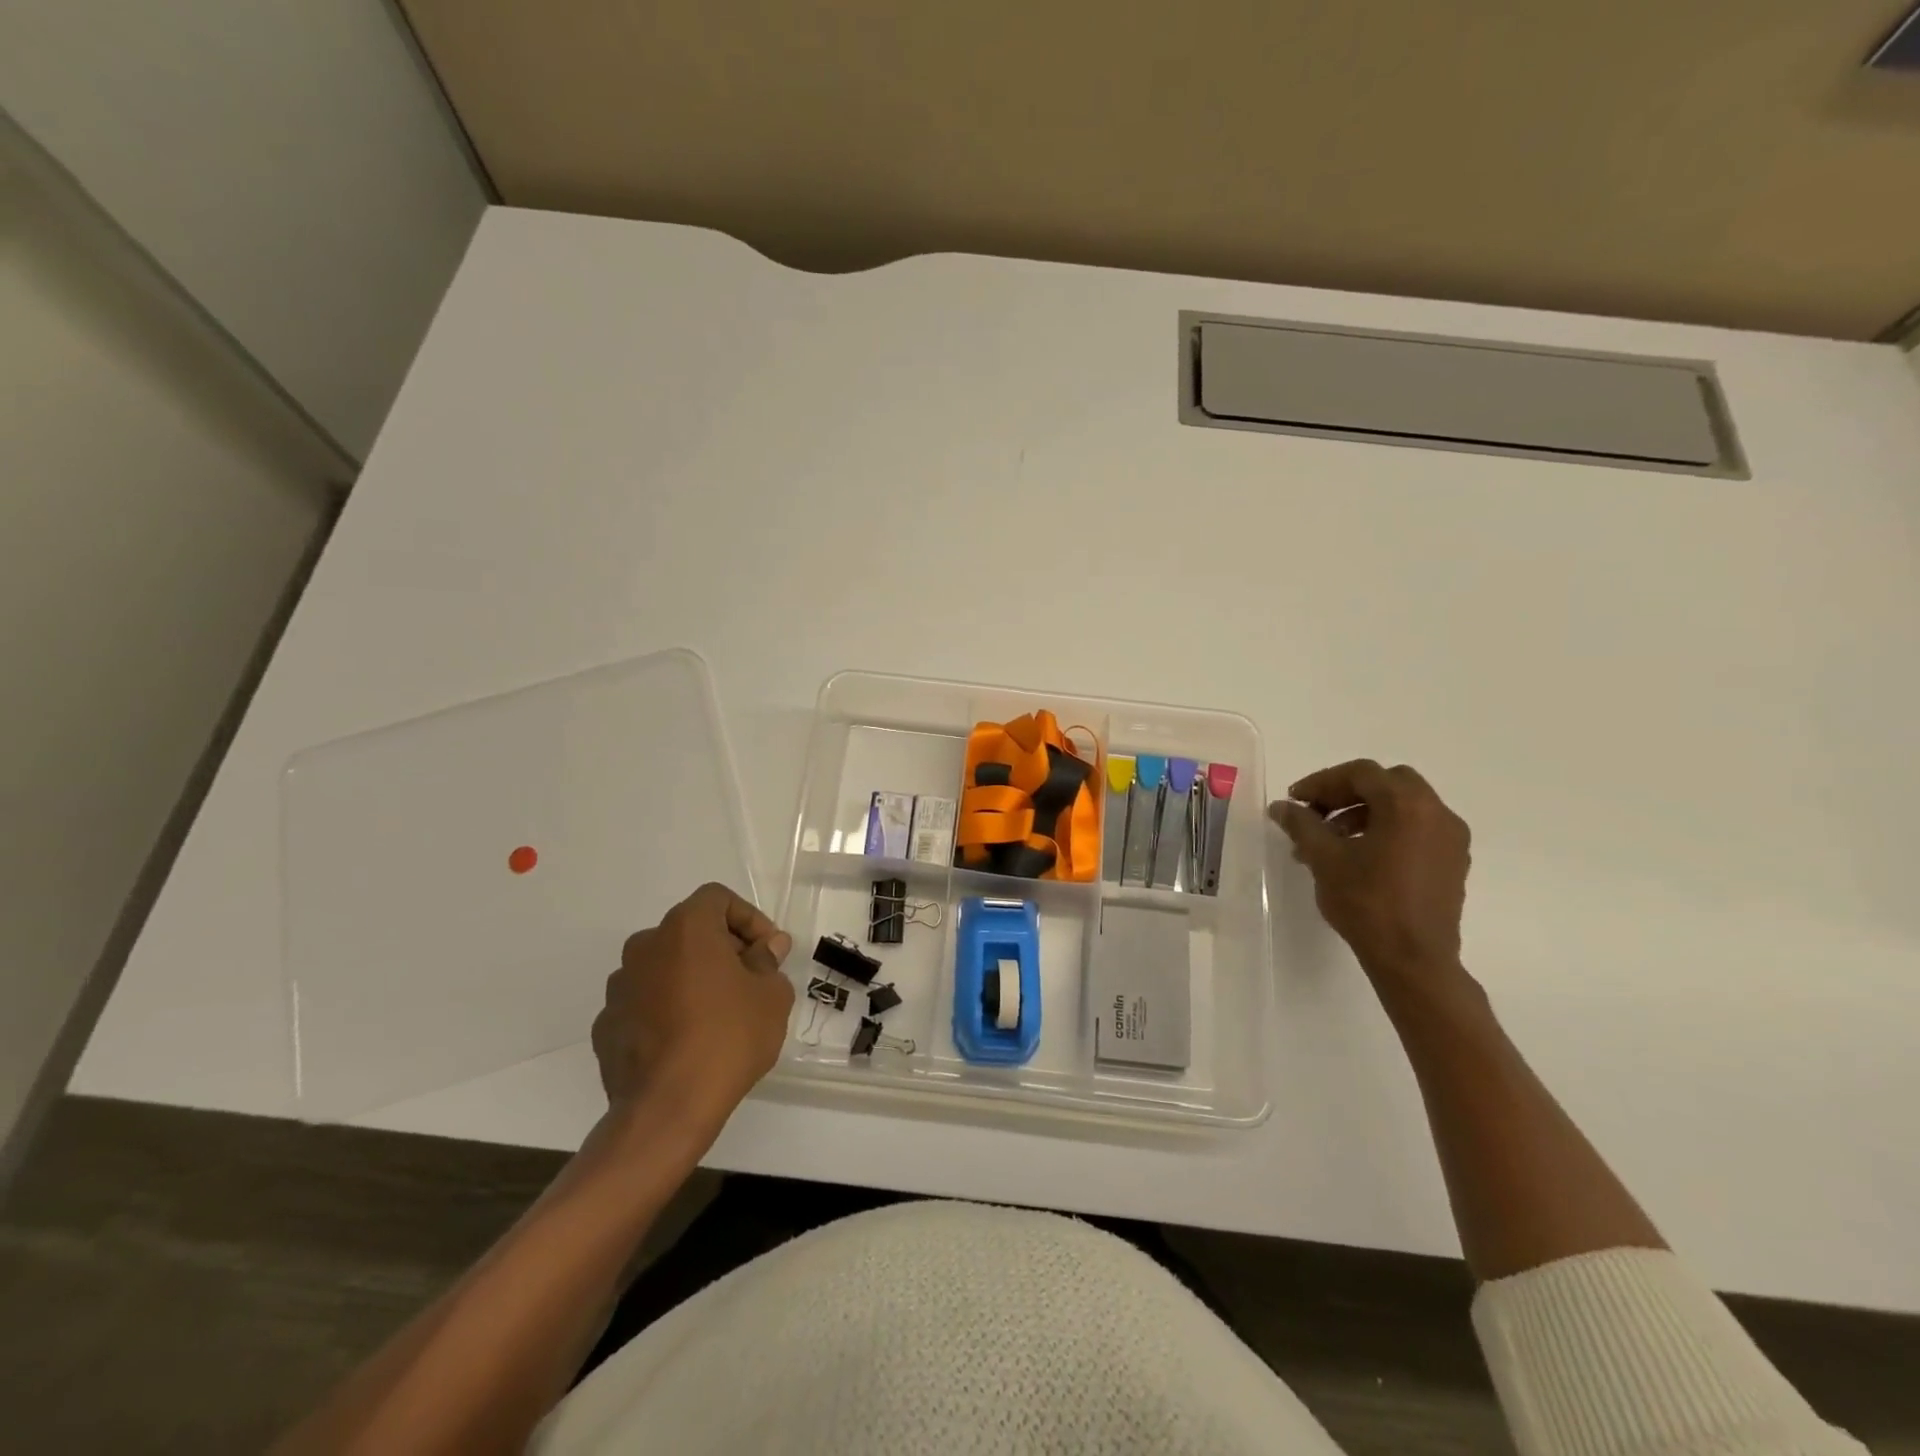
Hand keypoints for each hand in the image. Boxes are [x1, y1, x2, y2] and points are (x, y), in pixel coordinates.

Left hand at [593, 883, 794, 1128]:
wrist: (666, 1110)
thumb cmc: (728, 1038)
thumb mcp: (770, 995)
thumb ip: (768, 961)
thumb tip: (765, 947)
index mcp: (686, 928)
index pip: (717, 899)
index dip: (749, 918)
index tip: (768, 951)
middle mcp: (645, 946)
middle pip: (690, 931)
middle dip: (722, 948)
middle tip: (750, 979)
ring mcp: (620, 987)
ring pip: (665, 966)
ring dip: (692, 977)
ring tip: (719, 1013)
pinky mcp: (606, 1024)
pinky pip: (645, 1002)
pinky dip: (667, 1008)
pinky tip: (688, 1040)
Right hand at [1270, 760, 1470, 989]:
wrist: (1414, 960)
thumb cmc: (1367, 903)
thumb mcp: (1324, 859)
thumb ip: (1302, 824)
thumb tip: (1282, 806)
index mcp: (1407, 806)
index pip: (1361, 774)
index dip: (1323, 782)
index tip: (1296, 801)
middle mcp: (1437, 813)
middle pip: (1387, 783)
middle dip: (1347, 793)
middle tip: (1317, 813)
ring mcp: (1450, 839)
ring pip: (1403, 806)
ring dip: (1364, 813)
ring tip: (1331, 841)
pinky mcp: (1452, 862)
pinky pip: (1417, 829)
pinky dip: (1386, 830)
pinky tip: (1360, 857)